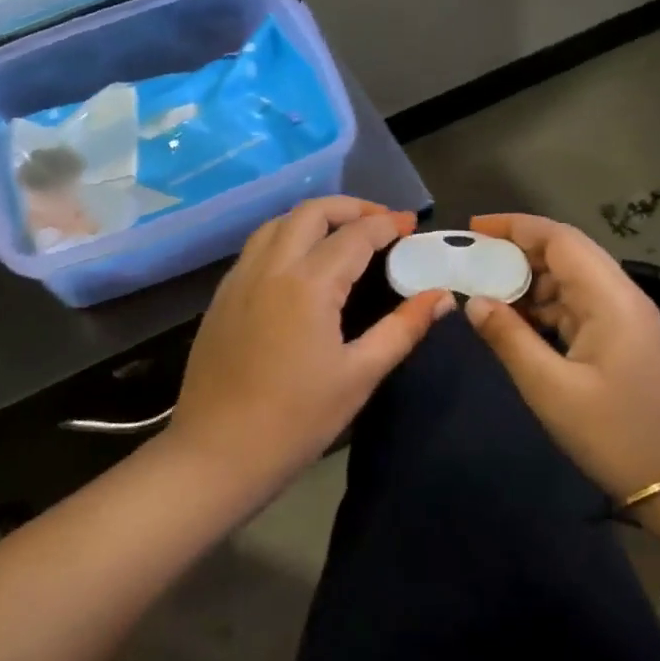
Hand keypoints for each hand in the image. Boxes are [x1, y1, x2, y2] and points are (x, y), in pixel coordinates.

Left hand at [169, 198, 453, 486]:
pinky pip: (256, 247)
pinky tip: (300, 264)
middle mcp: (270, 267)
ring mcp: (239, 279)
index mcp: (308, 283)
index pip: (355, 235)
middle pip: (311, 212)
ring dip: (313, 218)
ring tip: (342, 235)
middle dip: (350, 207)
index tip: (411, 224)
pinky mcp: (222, 296)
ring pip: (277, 223)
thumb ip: (402, 329)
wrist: (217, 453)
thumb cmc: (296, 420)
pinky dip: (285, 237)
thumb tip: (441, 297)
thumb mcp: (359, 376)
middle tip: (380, 222)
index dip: (387, 225)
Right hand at [463, 214, 659, 501]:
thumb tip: (474, 301)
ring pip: (571, 279)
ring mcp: (625, 318)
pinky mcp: (622, 338)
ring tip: (486, 291)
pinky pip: (577, 305)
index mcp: (610, 299)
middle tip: (472, 261)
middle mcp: (622, 296)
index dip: (515, 226)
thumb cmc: (612, 433)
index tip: (473, 229)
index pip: (560, 239)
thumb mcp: (549, 388)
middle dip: (517, 251)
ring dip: (529, 280)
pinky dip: (544, 305)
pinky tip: (516, 321)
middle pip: (566, 253)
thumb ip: (508, 338)